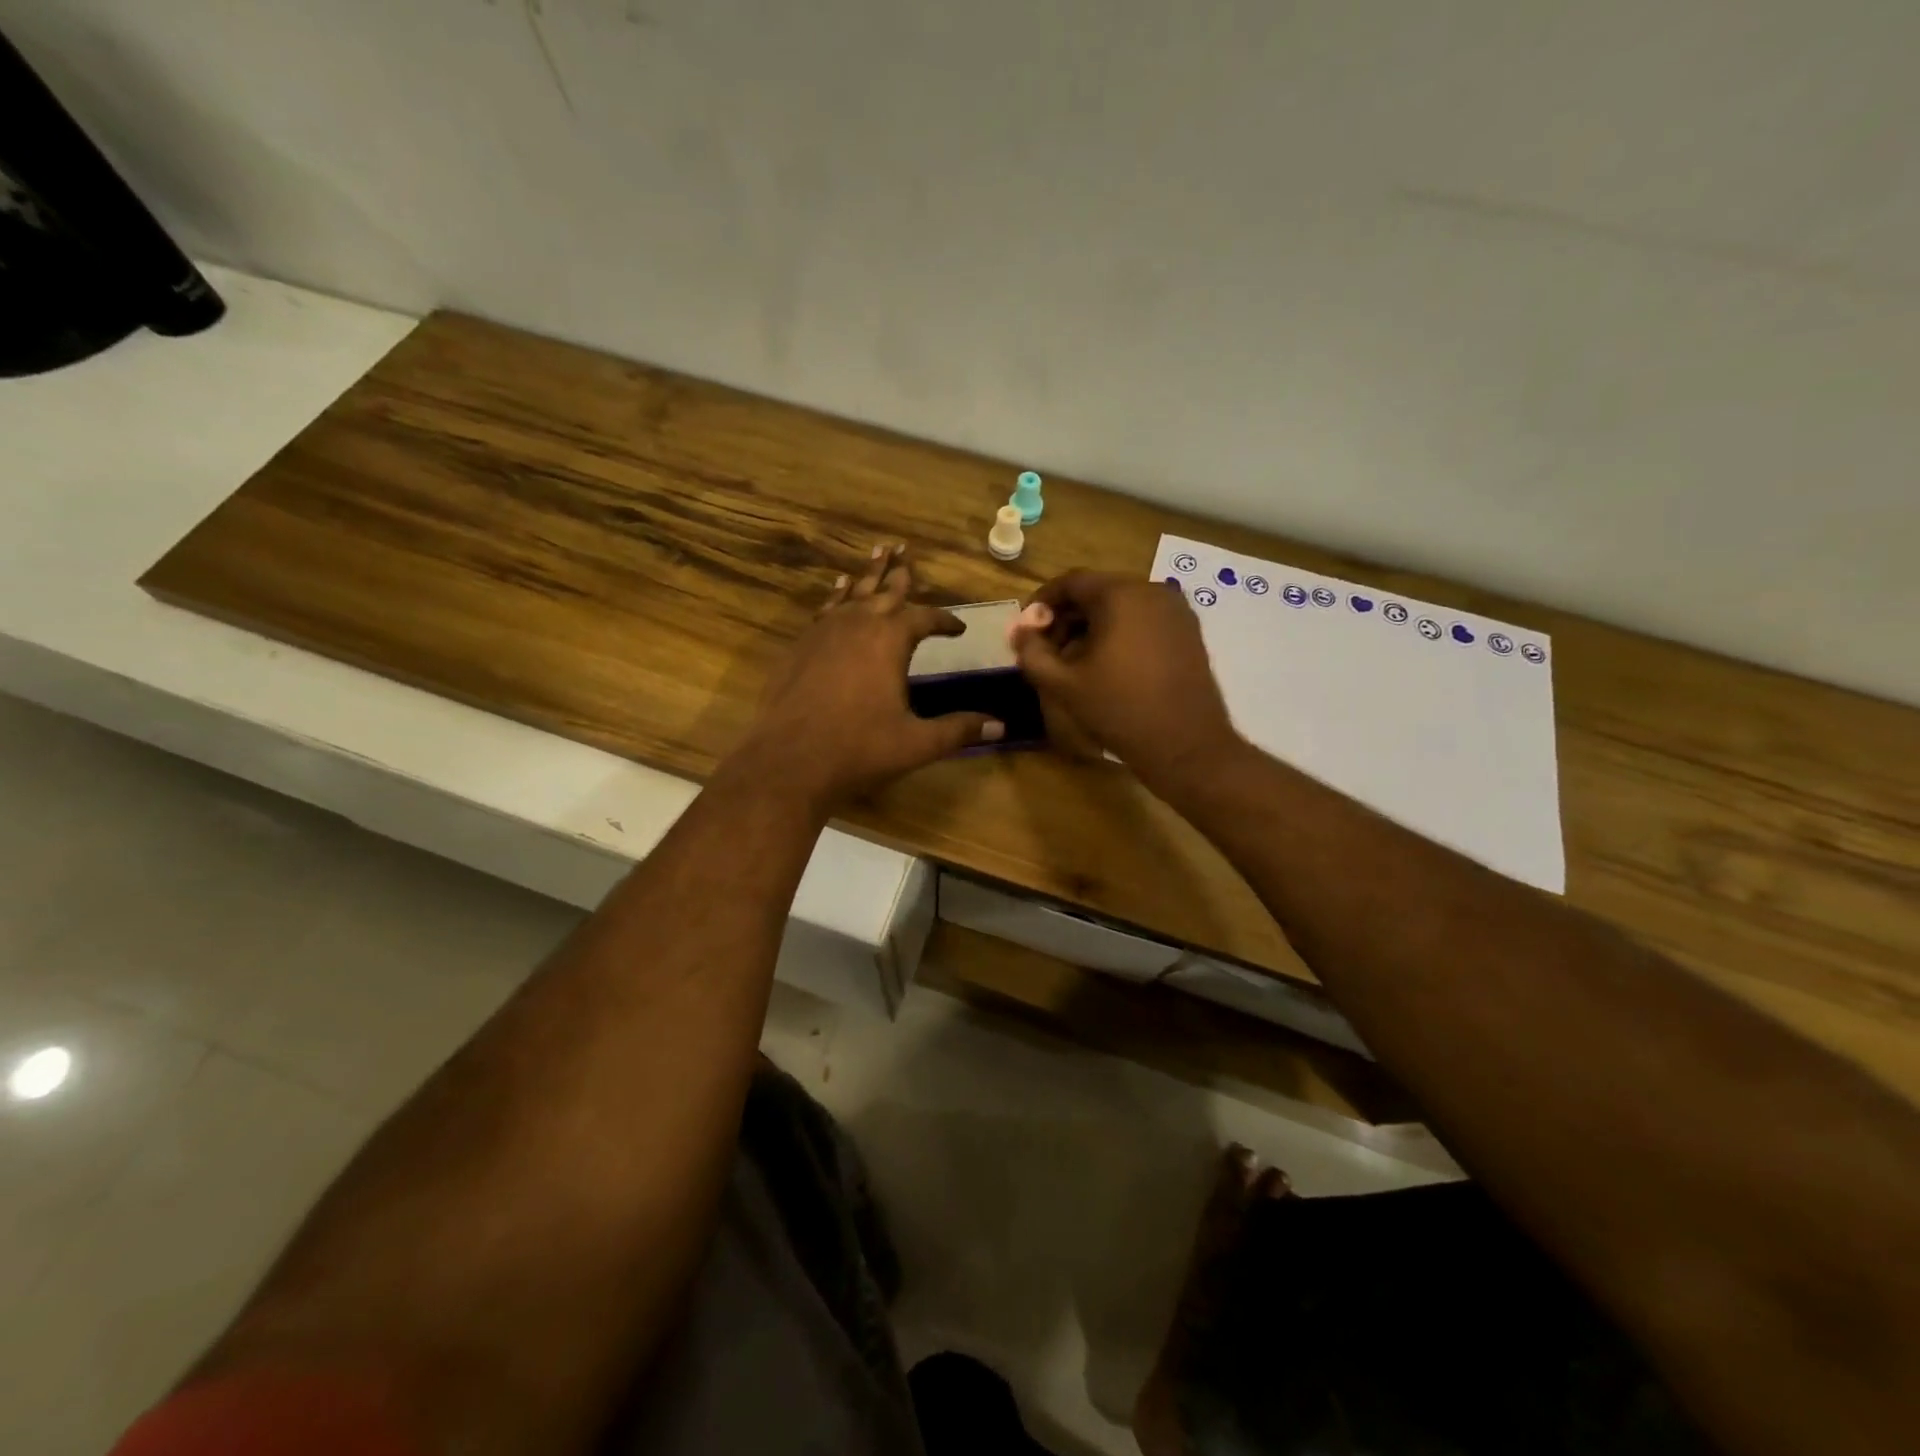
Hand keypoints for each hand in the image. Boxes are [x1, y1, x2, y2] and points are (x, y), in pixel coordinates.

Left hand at [734, 544, 1003, 809]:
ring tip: (876, 552)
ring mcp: (824, 632)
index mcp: (890, 640)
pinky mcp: (800, 646)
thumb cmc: (859, 748)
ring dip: (867, 575)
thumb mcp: (917, 743)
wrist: (790, 760)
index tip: (959, 627)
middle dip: (899, 574)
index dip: (944, 621)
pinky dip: (836, 596)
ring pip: (851, 593)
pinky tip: (837, 591)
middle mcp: (857, 625)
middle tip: (905, 551)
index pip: (925, 618)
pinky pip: (825, 610)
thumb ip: (958, 730)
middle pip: (884, 591)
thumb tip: (1000, 726)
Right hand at [1010, 570, 1241, 789]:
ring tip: (1076, 662)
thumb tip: (1020, 631)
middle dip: (1067, 617)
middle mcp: (1152, 590)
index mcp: (1120, 595)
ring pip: (1122, 606)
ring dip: (1093, 627)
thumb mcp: (1063, 684)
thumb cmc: (1119, 709)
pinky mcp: (1189, 631)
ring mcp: (1176, 610)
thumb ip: (1032, 652)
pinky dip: (1121, 633)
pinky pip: (1144, 620)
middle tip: (1049, 650)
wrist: (1185, 744)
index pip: (1071, 582)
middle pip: (1097, 592)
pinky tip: (1109, 665)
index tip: (1027, 629)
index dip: (1042, 602)